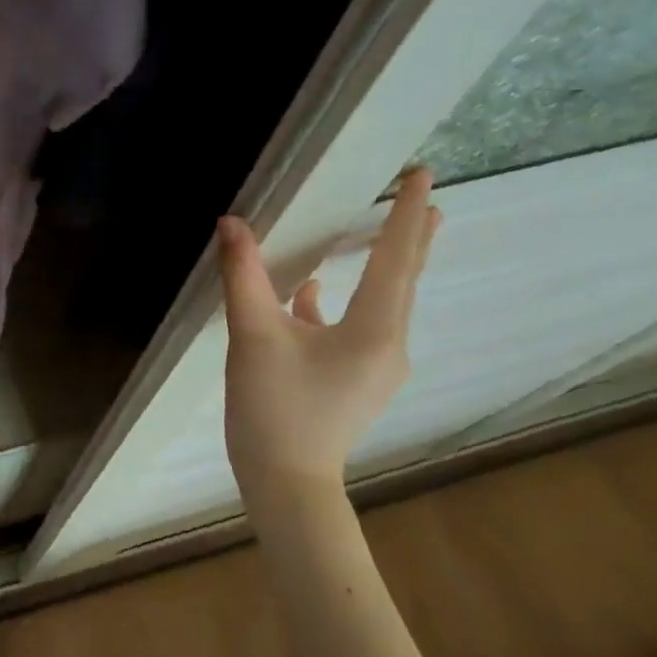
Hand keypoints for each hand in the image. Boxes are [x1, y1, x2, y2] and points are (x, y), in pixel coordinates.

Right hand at [216, 169, 438, 512]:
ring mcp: (376, 366)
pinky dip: (342, 301)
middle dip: (411, 236)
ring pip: (382, 302)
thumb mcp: (253, 336)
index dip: (404, 213)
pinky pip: (359, 326)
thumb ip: (245, 276)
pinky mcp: (356, 379)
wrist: (286, 482)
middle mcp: (389, 344)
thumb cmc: (274, 409)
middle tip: (424, 196)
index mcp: (374, 330)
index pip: (395, 258)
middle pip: (402, 279)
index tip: (420, 175)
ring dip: (382, 266)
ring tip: (383, 234)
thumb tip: (232, 224)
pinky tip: (310, 293)